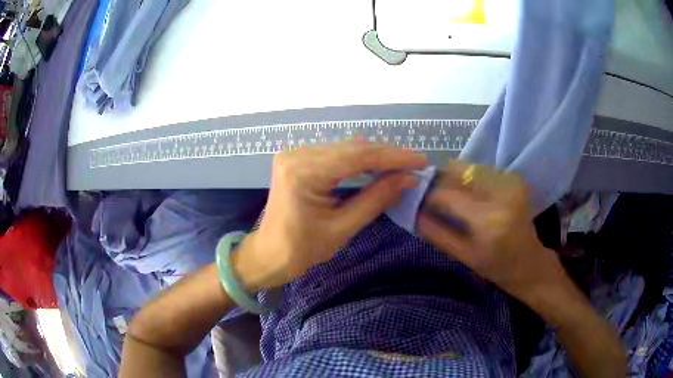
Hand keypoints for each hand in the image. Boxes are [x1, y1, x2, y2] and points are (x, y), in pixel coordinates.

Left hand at [236, 141, 427, 289]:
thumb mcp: (343, 228)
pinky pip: (334, 154)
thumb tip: (408, 178)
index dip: (392, 157)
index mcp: (304, 172)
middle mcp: (297, 154)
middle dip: (386, 155)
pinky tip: (377, 165)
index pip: (357, 156)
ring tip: (402, 164)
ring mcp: (295, 154)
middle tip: (415, 163)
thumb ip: (376, 199)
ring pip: (345, 148)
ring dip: (374, 156)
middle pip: (351, 148)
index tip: (420, 160)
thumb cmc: (301, 250)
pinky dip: (358, 160)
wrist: (268, 254)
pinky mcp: (297, 159)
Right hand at [418, 160, 565, 298]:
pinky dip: (471, 180)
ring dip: (456, 180)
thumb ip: (436, 233)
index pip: (448, 195)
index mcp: (488, 221)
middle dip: (441, 182)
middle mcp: (502, 194)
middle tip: (433, 198)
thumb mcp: (463, 256)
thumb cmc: (496, 267)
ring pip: (469, 168)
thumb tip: (414, 212)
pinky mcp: (515, 178)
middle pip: (459, 172)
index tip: (419, 201)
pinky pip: (482, 171)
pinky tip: (471, 196)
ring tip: (453, 198)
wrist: (529, 263)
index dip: (429, 195)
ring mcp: (511, 182)